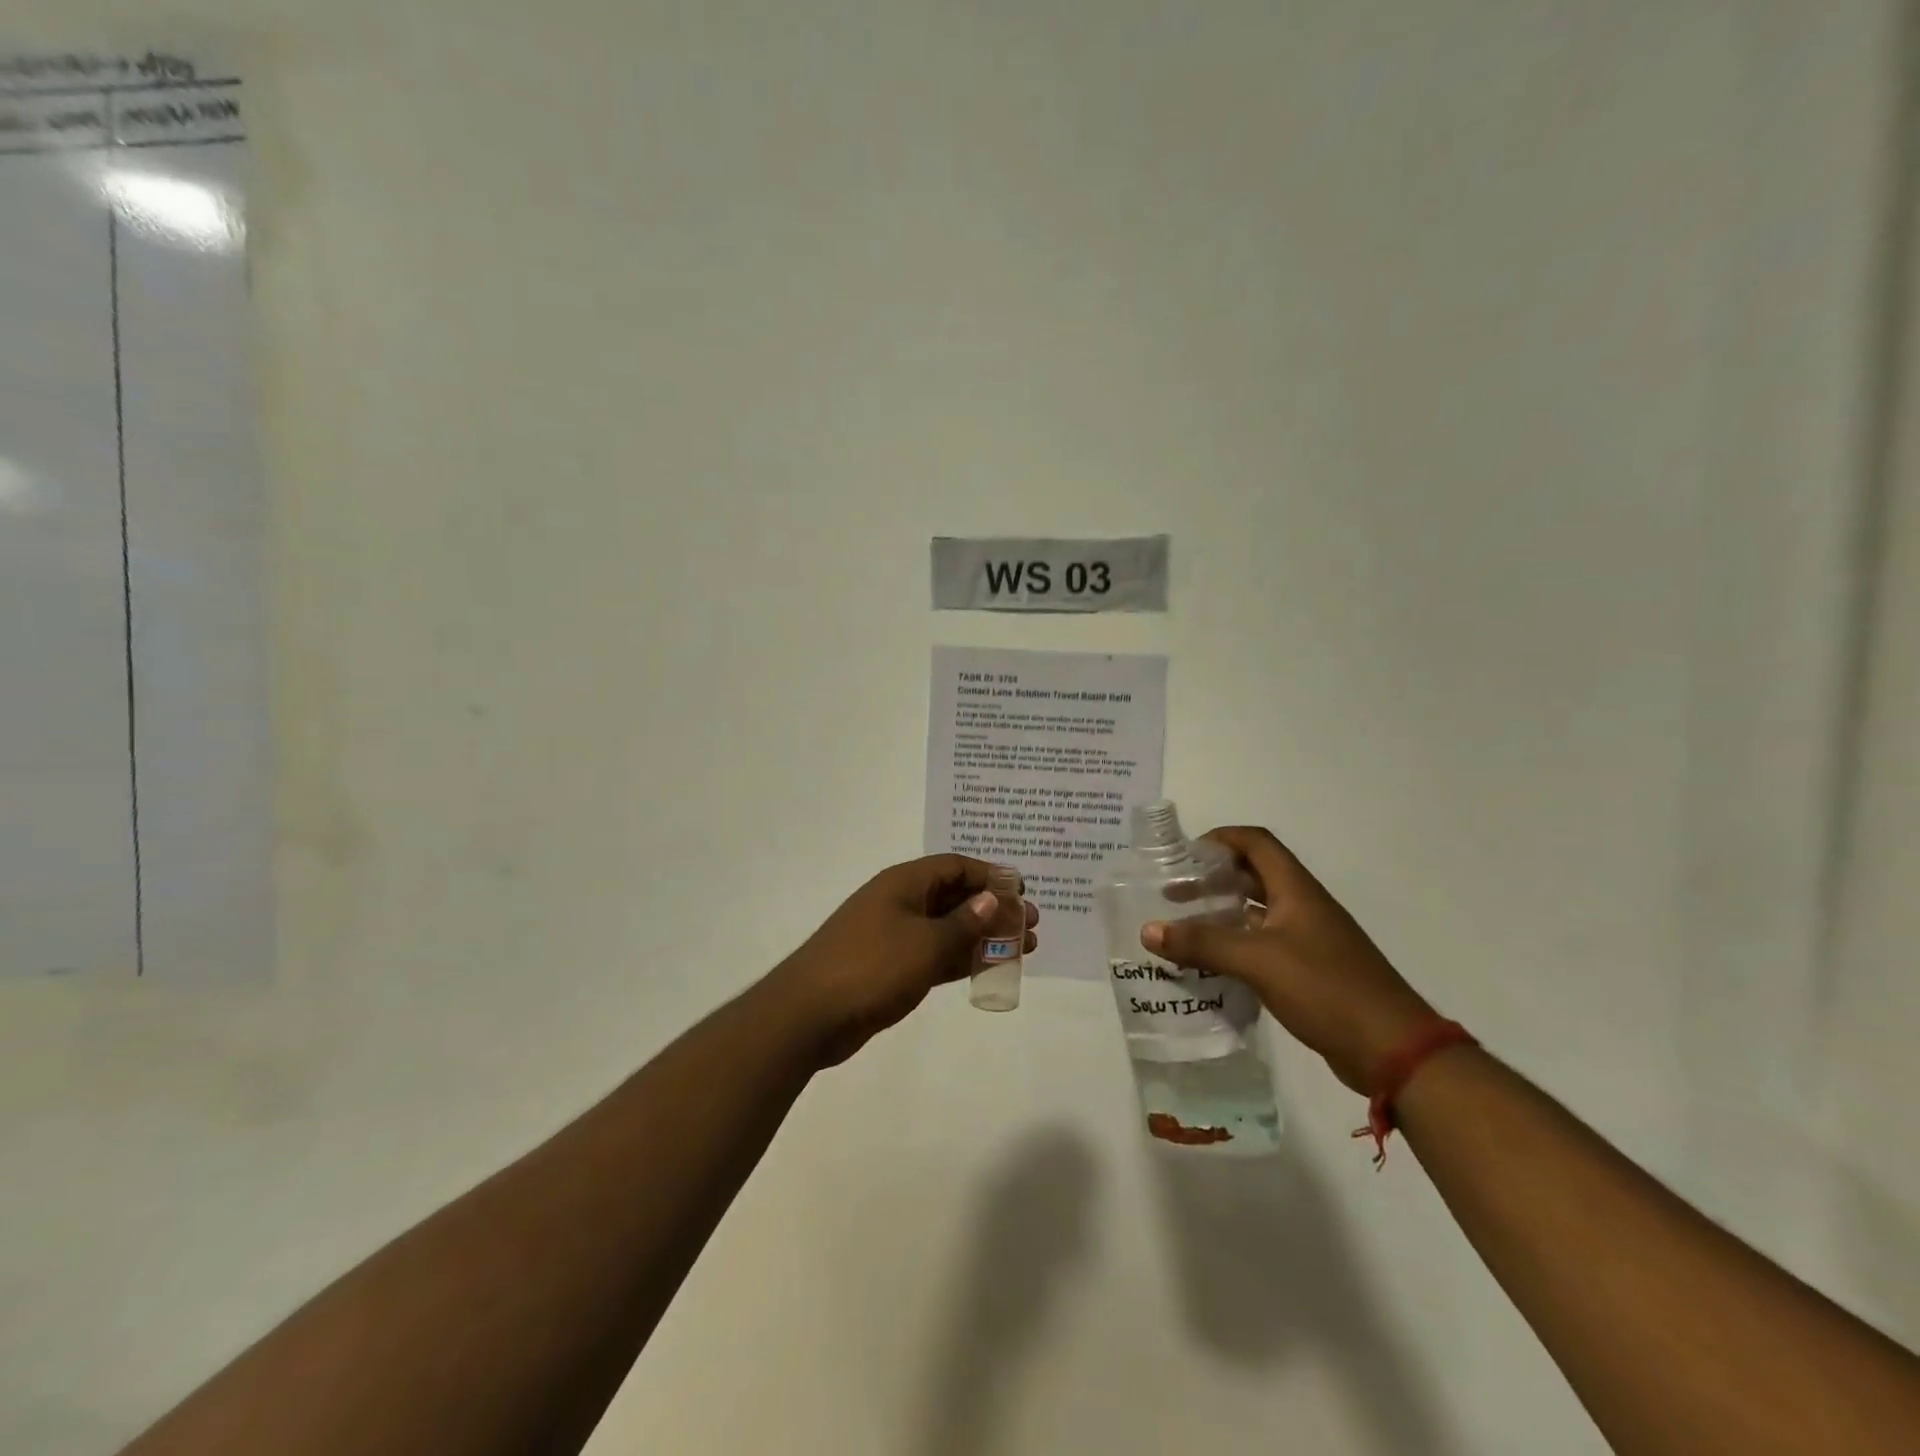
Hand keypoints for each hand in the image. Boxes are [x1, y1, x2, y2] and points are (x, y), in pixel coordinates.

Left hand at [773, 854, 1037, 1066]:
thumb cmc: (870, 967)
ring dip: (984, 935)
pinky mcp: (891, 967)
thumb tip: (993, 898)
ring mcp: (894, 936)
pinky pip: (936, 954)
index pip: (955, 867)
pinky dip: (962, 958)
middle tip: (1031, 925)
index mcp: (904, 883)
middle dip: (994, 908)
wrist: (809, 1015)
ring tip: (1025, 948)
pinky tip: (990, 967)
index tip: (1023, 892)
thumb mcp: (925, 943)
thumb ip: (964, 923)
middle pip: (955, 896)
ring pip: (949, 928)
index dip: (991, 876)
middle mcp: (900, 902)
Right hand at [1142, 826, 1434, 1092]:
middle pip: (1253, 875)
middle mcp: (1302, 906)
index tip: (1184, 855)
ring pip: (1256, 913)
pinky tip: (1209, 964)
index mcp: (1296, 889)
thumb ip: (1202, 943)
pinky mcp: (1308, 971)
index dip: (1221, 839)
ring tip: (1183, 928)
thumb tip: (1148, 929)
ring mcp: (1308, 940)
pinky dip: (1234, 947)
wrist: (1391, 1049)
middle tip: (1173, 894)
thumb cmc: (1325, 988)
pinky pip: (1262, 946)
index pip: (1256, 843)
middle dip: (1212, 879)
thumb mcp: (1257, 961)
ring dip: (1221, 914)